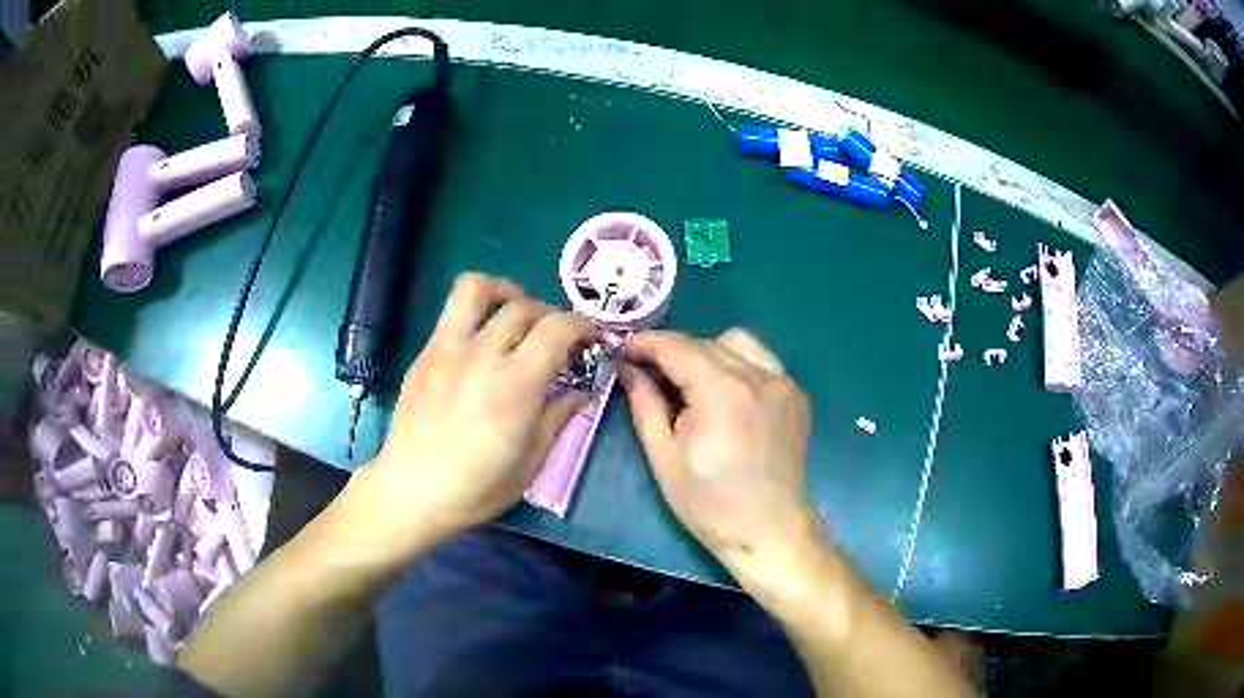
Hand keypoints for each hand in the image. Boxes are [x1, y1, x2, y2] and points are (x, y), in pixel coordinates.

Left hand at [348, 273, 590, 551]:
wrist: (414, 490)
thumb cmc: (478, 486)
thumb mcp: (531, 461)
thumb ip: (558, 416)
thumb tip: (582, 391)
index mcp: (516, 384)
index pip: (557, 328)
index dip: (581, 325)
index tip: (589, 338)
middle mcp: (482, 354)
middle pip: (524, 306)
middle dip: (549, 314)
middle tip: (554, 338)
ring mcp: (448, 349)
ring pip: (476, 289)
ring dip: (504, 291)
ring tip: (514, 312)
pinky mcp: (425, 353)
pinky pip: (451, 313)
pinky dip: (476, 313)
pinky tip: (481, 343)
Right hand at [619, 328, 817, 581]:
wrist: (769, 531)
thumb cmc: (710, 504)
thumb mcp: (664, 457)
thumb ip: (645, 404)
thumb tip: (628, 368)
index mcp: (721, 390)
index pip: (676, 347)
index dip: (644, 344)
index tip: (622, 350)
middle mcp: (757, 375)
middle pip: (705, 342)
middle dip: (672, 350)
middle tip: (648, 373)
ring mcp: (783, 382)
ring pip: (737, 343)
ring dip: (708, 353)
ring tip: (691, 385)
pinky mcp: (796, 394)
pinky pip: (761, 362)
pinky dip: (737, 366)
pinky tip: (726, 397)